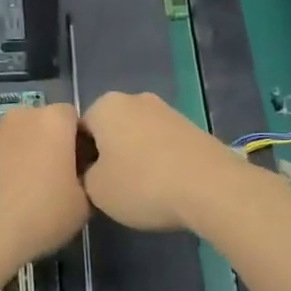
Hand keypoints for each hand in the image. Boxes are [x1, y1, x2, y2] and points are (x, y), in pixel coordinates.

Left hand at [0, 103, 88, 279]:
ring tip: (26, 194)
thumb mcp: (84, 205)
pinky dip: (1, 170)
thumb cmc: (41, 214)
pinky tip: (2, 201)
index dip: (79, 141)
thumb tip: (78, 178)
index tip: (80, 169)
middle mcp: (20, 117)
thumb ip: (87, 180)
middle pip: (42, 125)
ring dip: (24, 157)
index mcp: (52, 121)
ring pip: (16, 140)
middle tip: (56, 181)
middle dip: (50, 146)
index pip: (73, 117)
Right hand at [80, 91, 249, 231]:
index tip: (87, 185)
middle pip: (110, 129)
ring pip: (138, 136)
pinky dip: (160, 161)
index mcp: (105, 106)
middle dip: (108, 155)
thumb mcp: (96, 190)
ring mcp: (167, 110)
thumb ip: (85, 176)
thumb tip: (94, 172)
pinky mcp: (192, 126)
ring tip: (142, 191)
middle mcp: (134, 99)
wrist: (212, 187)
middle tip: (111, 188)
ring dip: (135, 158)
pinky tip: (166, 187)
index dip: (79, 159)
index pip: (79, 131)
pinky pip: (163, 144)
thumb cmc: (143, 184)